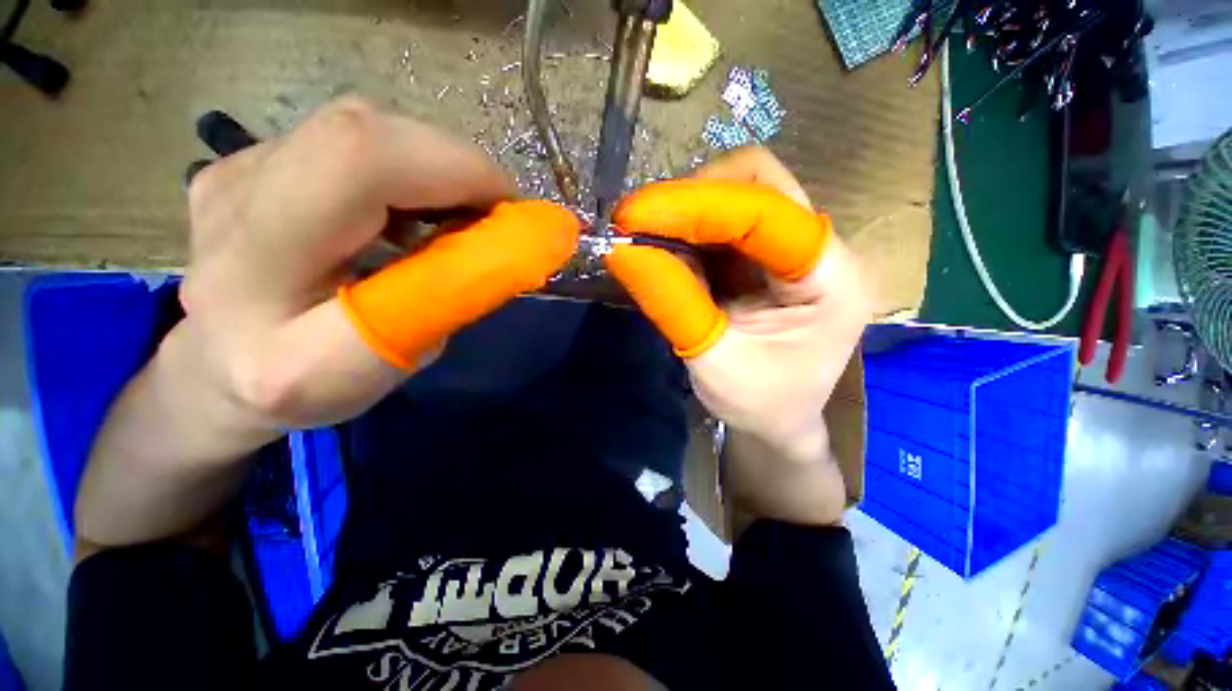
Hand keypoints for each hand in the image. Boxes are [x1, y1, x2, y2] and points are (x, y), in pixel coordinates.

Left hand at [183, 97, 579, 430]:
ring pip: (365, 131)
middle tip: (492, 222)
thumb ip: (444, 302)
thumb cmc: (300, 384)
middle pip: (368, 131)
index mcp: (258, 258)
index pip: (361, 157)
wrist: (216, 369)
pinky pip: (350, 144)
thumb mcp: (383, 364)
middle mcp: (236, 190)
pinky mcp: (255, 162)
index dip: (457, 169)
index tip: (510, 213)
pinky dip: (406, 171)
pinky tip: (412, 214)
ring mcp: (240, 165)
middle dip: (456, 169)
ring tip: (453, 222)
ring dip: (434, 171)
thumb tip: (511, 249)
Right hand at [606, 147, 871, 462]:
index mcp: (830, 278)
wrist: (779, 422)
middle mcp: (820, 249)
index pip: (766, 209)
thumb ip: (672, 303)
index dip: (698, 202)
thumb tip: (622, 251)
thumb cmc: (759, 403)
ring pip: (737, 197)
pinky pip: (724, 225)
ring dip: (685, 213)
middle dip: (690, 200)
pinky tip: (663, 250)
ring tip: (643, 238)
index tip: (636, 216)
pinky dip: (687, 231)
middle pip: (757, 185)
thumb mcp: (713, 362)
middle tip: (636, 225)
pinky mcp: (766, 257)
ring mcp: (792, 249)